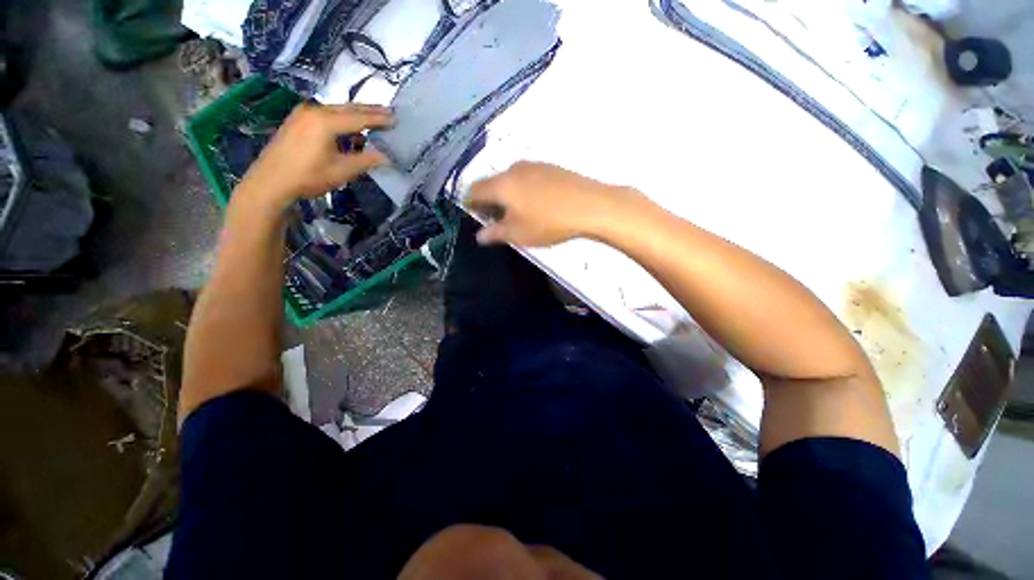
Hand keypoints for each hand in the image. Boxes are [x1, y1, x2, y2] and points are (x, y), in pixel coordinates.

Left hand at [240, 103, 393, 207]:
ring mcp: (303, 113)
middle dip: (369, 111)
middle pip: (347, 108)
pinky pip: (325, 114)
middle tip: (389, 112)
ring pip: (336, 110)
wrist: (271, 182)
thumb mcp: (342, 171)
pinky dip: (341, 118)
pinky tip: (349, 125)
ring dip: (356, 114)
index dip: (379, 119)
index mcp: (325, 121)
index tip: (396, 119)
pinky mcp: (297, 120)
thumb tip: (386, 157)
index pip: (359, 117)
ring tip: (373, 117)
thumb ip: (366, 161)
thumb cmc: (308, 177)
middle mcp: (314, 111)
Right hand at [467, 162, 635, 246]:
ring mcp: (534, 165)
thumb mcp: (518, 233)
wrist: (590, 205)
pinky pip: (527, 178)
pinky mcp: (551, 167)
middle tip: (498, 220)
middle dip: (490, 201)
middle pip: (492, 183)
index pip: (474, 190)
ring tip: (519, 214)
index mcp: (501, 184)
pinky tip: (537, 205)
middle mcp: (514, 169)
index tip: (477, 218)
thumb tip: (479, 235)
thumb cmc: (548, 222)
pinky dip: (523, 191)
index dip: (470, 204)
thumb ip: (495, 233)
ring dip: (508, 196)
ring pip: (511, 180)